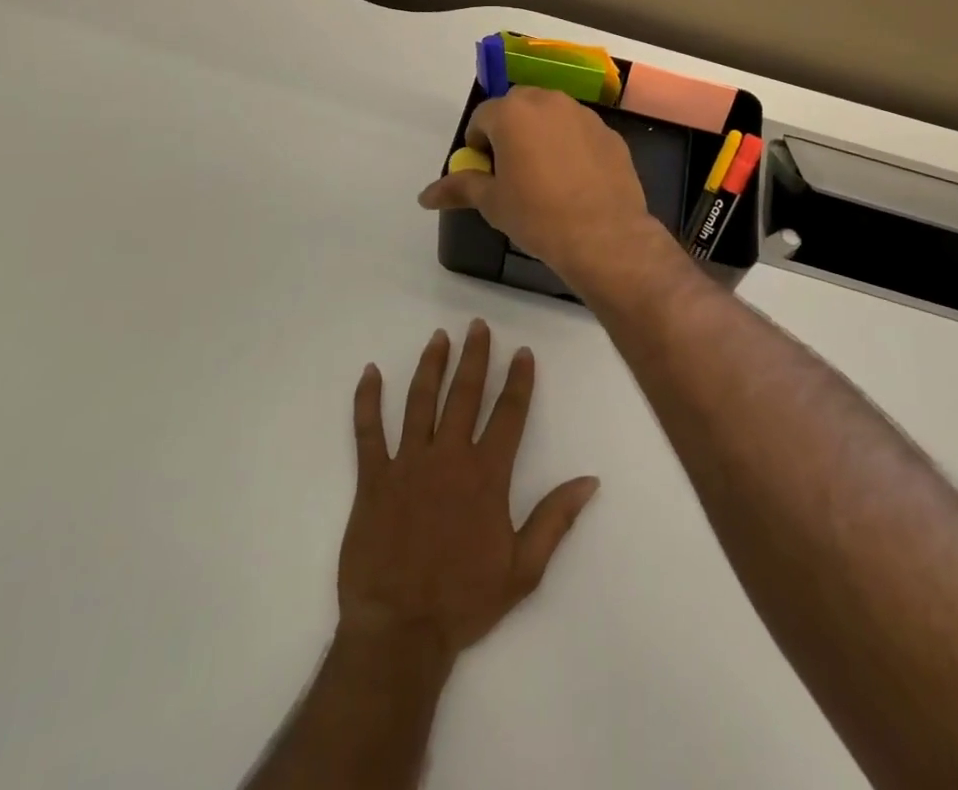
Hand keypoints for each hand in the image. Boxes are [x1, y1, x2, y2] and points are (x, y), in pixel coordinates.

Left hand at [339, 320, 599, 663]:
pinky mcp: (372, 478)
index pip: (508, 414)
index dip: (518, 380)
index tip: (522, 352)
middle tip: (478, 326)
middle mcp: (448, 456)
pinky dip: (367, 400)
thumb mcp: (524, 569)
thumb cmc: (465, 600)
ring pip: (420, 401)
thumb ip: (556, 519)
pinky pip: (368, 431)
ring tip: (439, 337)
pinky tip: (369, 372)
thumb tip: (590, 480)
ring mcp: (407, 463)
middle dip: (474, 357)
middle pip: (464, 394)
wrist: (400, 631)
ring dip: (431, 365)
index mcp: (486, 475)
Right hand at [417, 87, 665, 286]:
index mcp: (513, 113)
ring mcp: (585, 116)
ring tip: (545, 174)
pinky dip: (572, 146)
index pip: (482, 117)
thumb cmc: (538, 216)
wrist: (604, 236)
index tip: (485, 172)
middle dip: (509, 130)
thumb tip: (425, 196)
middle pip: (518, 107)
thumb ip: (459, 188)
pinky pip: (580, 132)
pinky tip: (575, 181)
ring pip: (552, 115)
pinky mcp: (610, 134)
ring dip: (542, 134)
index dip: (478, 144)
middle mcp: (549, 102)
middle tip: (512, 169)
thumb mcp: (492, 203)